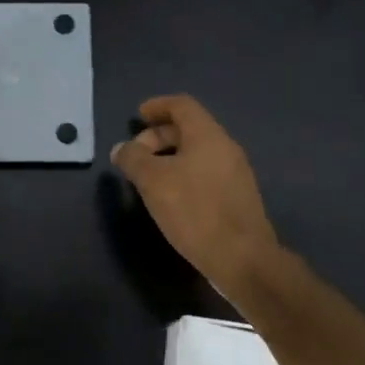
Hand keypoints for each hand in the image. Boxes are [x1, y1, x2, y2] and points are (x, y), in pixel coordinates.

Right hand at [111, 94, 278, 296]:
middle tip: (135, 155)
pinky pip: (206, 172)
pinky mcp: (237, 197)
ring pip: (197, 152)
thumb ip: (133, 159)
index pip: (182, 105)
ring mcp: (235, 173)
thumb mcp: (153, 181)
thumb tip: (122, 148)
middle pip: (189, 128)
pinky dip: (184, 173)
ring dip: (170, 157)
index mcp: (208, 135)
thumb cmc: (195, 211)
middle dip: (158, 136)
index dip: (158, 105)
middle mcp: (225, 147)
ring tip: (148, 178)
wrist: (242, 258)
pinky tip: (171, 197)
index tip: (138, 115)